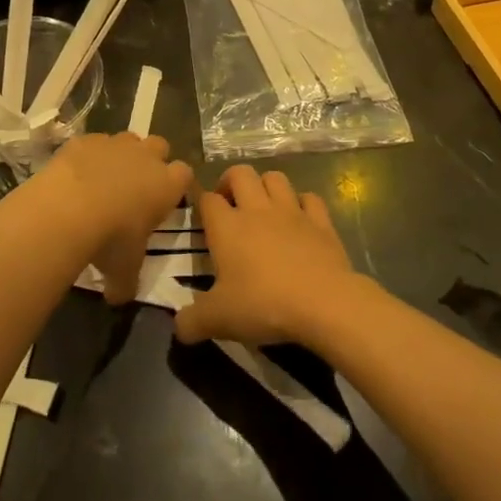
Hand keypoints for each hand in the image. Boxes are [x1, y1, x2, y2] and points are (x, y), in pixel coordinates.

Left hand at [40, 133, 193, 305]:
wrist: (69, 208)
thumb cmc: (110, 239)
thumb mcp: (123, 270)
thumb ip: (126, 283)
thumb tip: (118, 298)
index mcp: (167, 185)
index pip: (185, 174)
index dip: (177, 185)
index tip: (166, 199)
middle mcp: (146, 157)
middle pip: (160, 146)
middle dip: (153, 160)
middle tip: (138, 184)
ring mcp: (116, 143)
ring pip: (128, 139)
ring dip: (122, 154)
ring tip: (106, 178)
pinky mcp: (86, 139)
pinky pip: (94, 142)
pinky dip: (90, 154)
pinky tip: (77, 174)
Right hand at [175, 166, 361, 347]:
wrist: (323, 303)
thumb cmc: (264, 304)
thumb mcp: (218, 320)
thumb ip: (191, 322)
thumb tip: (178, 327)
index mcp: (227, 226)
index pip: (207, 199)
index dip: (202, 204)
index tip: (202, 219)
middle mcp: (257, 209)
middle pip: (240, 173)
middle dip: (231, 181)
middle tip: (230, 205)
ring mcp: (291, 211)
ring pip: (275, 178)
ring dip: (265, 186)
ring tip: (262, 206)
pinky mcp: (320, 221)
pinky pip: (309, 198)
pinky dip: (302, 203)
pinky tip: (300, 219)